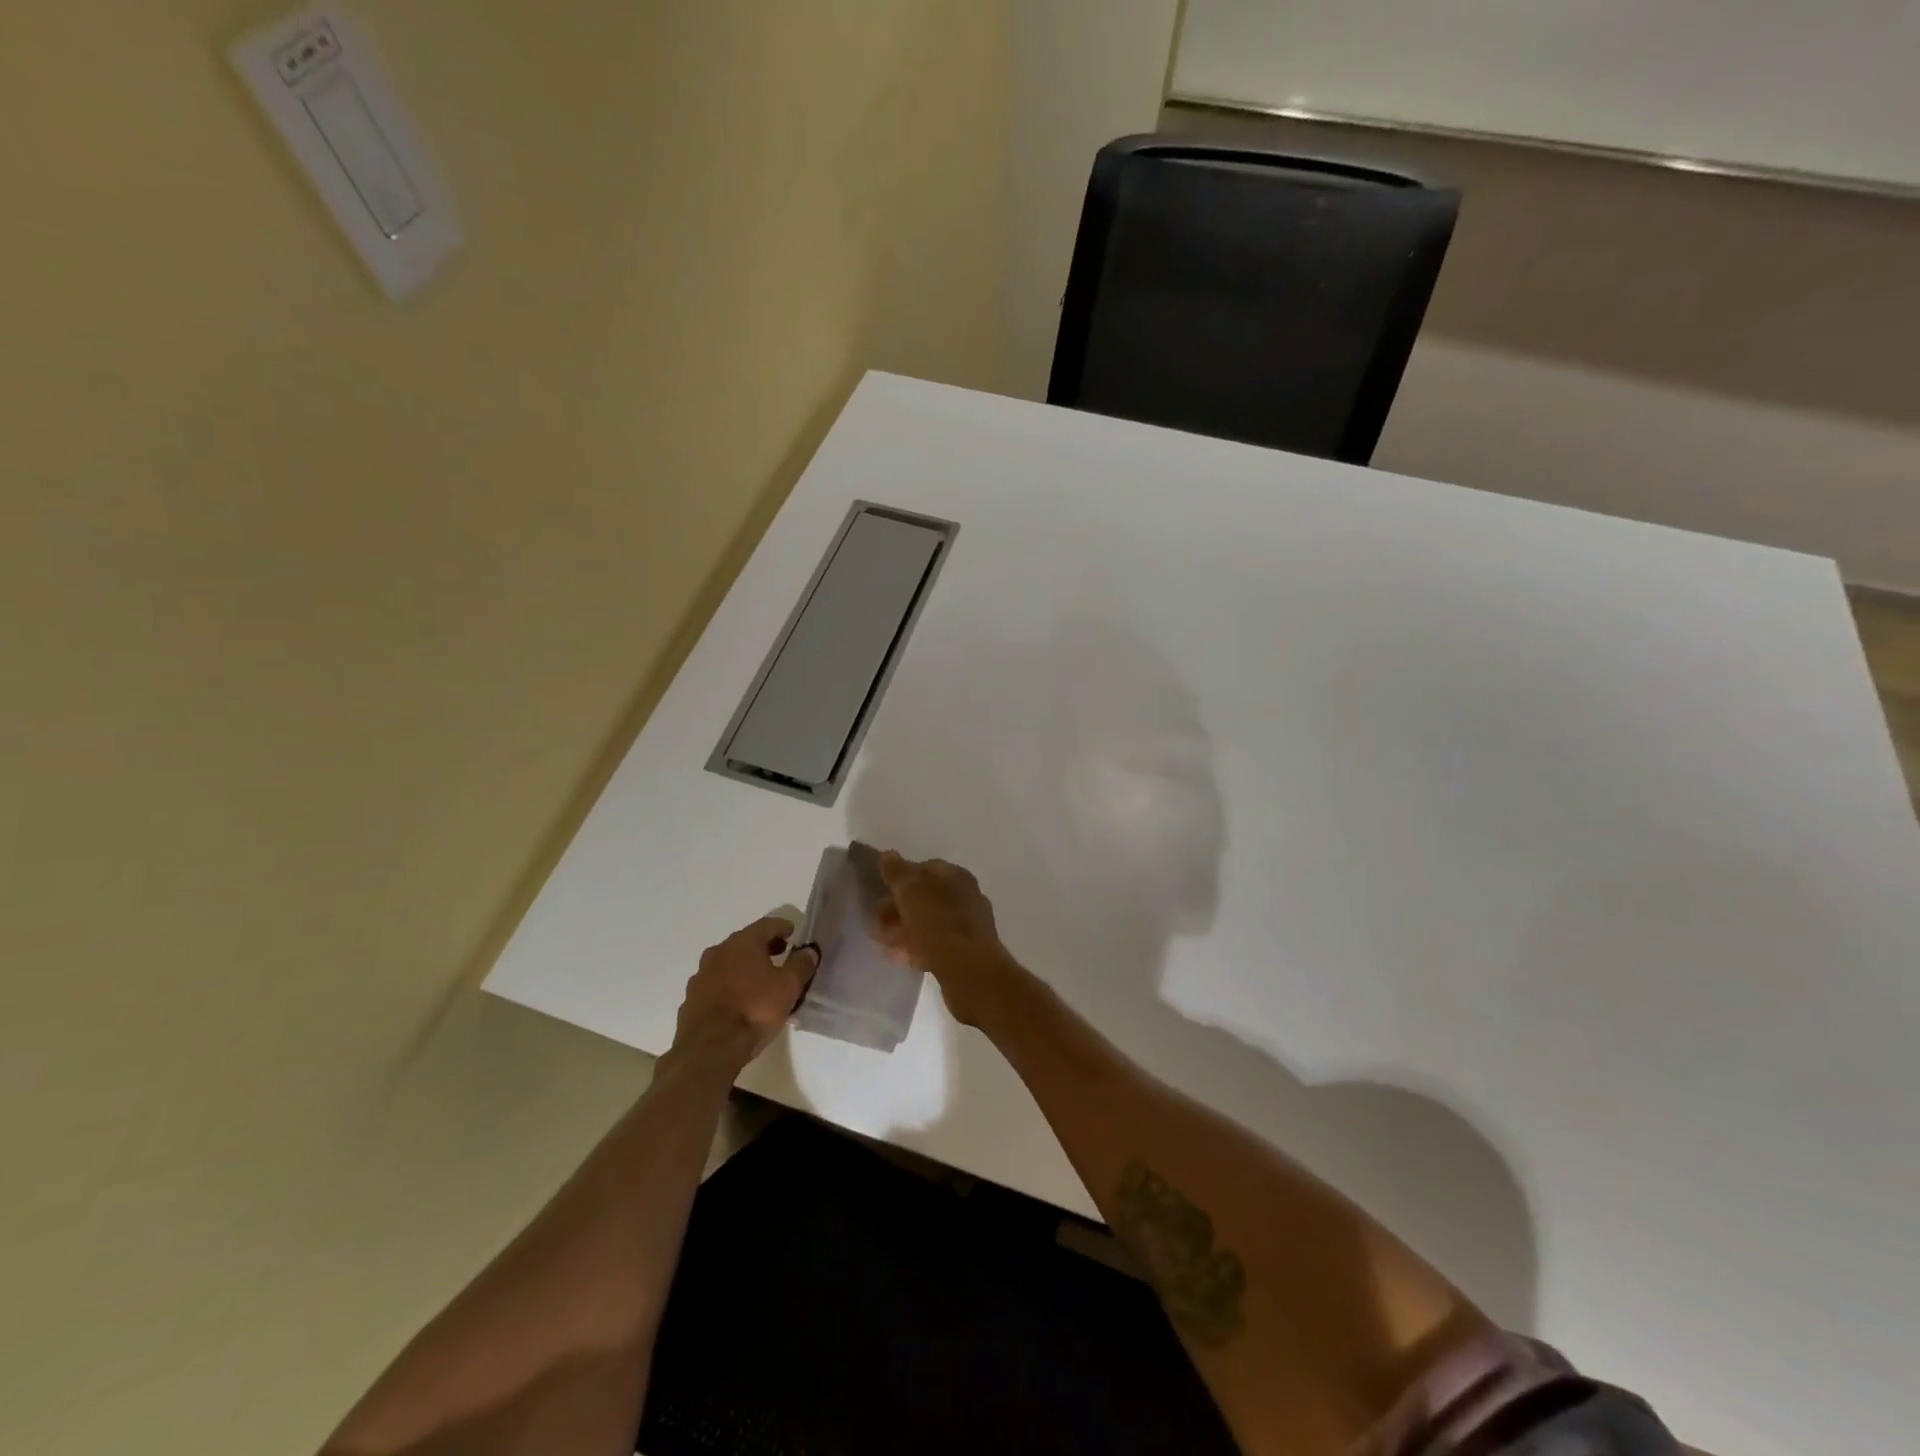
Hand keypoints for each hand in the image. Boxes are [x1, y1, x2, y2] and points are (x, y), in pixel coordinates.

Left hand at [671, 917, 817, 1069]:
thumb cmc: (755, 1009)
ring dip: (744, 967)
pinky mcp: (691, 1000)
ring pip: (728, 963)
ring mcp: (701, 976)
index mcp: (743, 943)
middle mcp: (718, 952)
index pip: (766, 924)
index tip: (793, 932)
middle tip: (780, 954)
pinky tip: (739, 1001)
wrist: (709, 1048)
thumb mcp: (789, 986)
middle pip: (745, 942)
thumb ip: (801, 965)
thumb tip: (809, 951)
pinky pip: (716, 985)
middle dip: (764, 947)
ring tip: (760, 981)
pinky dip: (729, 986)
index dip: (782, 926)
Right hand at [875, 852, 1016, 1026]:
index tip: (881, 890)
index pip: (926, 867)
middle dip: (900, 906)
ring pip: (930, 922)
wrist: (970, 971)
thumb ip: (897, 872)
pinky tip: (899, 957)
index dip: (901, 876)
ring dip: (905, 928)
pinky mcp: (966, 953)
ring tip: (882, 940)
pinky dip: (916, 946)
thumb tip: (888, 854)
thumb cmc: (938, 924)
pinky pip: (935, 944)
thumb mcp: (911, 892)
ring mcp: (968, 926)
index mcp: (956, 876)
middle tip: (876, 919)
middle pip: (927, 896)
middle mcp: (966, 897)